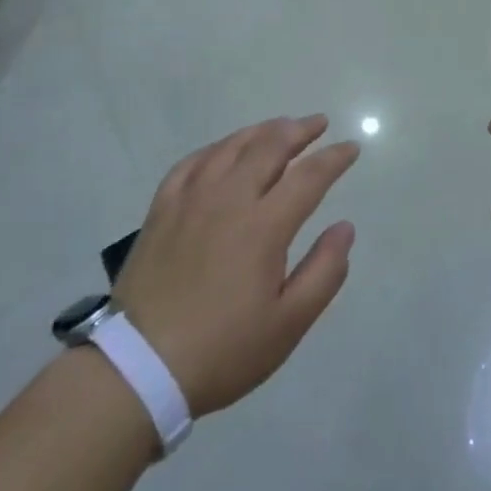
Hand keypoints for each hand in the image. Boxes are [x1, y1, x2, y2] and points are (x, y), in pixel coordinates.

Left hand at [109, 116, 358, 416]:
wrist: (139, 368)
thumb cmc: (223, 350)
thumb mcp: (287, 324)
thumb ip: (324, 272)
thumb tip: (345, 227)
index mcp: (264, 226)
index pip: (309, 176)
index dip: (334, 158)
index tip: (351, 148)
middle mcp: (229, 199)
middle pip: (269, 147)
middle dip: (300, 130)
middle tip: (319, 123)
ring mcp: (191, 200)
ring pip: (231, 147)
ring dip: (261, 131)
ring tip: (280, 126)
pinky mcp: (162, 209)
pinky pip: (192, 162)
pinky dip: (216, 148)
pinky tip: (224, 150)